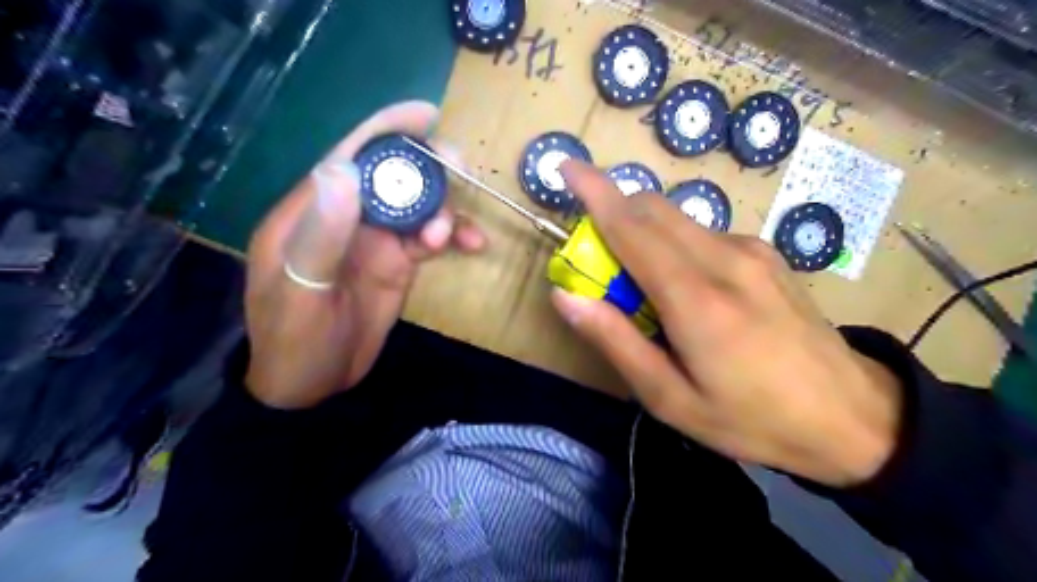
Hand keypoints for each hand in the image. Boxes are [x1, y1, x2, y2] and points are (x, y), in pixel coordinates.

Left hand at [246, 100, 484, 409]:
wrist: (313, 386)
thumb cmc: (294, 340)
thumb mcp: (301, 289)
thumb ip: (322, 232)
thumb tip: (344, 169)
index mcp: (313, 211)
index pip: (350, 157)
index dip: (387, 130)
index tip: (427, 116)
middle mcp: (348, 217)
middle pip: (394, 176)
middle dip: (429, 169)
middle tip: (462, 172)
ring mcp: (376, 240)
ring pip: (419, 206)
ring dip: (445, 210)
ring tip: (455, 235)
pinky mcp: (398, 263)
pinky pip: (431, 239)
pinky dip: (454, 236)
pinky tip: (473, 245)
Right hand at [549, 162, 900, 487]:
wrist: (852, 417)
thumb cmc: (752, 419)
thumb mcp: (670, 398)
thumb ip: (615, 341)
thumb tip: (566, 296)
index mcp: (697, 300)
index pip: (632, 227)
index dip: (594, 192)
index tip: (565, 166)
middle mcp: (725, 259)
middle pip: (653, 208)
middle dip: (613, 211)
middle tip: (596, 256)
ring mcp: (752, 251)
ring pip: (678, 218)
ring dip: (643, 231)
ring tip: (642, 285)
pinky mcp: (766, 254)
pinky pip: (702, 233)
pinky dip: (674, 244)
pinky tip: (685, 287)